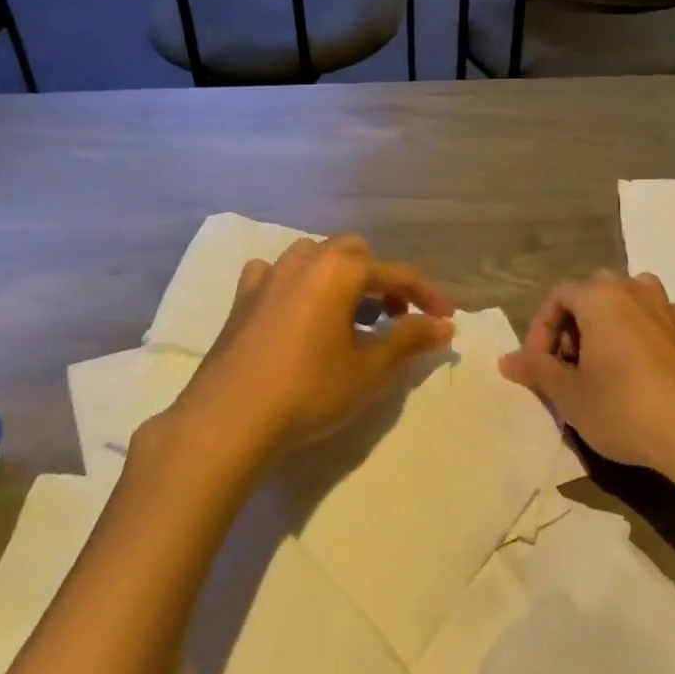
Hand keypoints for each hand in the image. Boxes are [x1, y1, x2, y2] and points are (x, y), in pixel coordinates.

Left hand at [164, 236, 454, 458]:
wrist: (228, 418)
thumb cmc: (308, 390)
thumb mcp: (369, 369)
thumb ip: (409, 339)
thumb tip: (444, 325)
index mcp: (339, 270)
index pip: (396, 273)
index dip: (426, 295)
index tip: (446, 320)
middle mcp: (304, 260)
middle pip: (355, 254)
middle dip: (381, 280)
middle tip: (394, 315)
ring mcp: (268, 275)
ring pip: (316, 259)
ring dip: (342, 279)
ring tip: (351, 317)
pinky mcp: (243, 298)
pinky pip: (279, 275)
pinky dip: (299, 285)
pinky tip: (299, 312)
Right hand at [499, 271, 674, 494]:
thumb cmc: (624, 408)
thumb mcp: (570, 395)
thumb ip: (537, 370)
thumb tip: (506, 359)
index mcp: (601, 297)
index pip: (558, 296)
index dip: (540, 329)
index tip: (537, 366)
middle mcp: (634, 291)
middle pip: (591, 292)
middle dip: (572, 324)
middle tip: (566, 364)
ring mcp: (666, 309)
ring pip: (625, 300)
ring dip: (605, 323)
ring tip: (599, 361)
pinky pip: (653, 318)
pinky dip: (637, 331)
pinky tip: (636, 363)